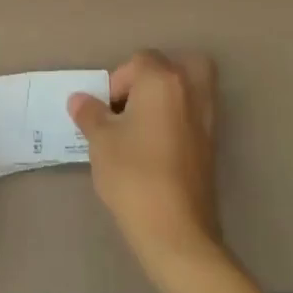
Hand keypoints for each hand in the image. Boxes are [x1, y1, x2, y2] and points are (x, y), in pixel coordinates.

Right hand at [69, 50, 219, 275]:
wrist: (175, 231)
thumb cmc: (133, 174)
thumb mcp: (100, 140)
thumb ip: (90, 113)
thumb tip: (80, 99)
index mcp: (163, 81)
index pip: (140, 60)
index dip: (117, 81)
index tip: (106, 110)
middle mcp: (191, 92)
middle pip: (179, 65)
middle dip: (155, 76)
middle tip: (133, 102)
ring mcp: (207, 121)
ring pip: (193, 89)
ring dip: (171, 97)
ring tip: (143, 124)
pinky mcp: (212, 148)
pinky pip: (195, 116)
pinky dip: (179, 120)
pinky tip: (156, 146)